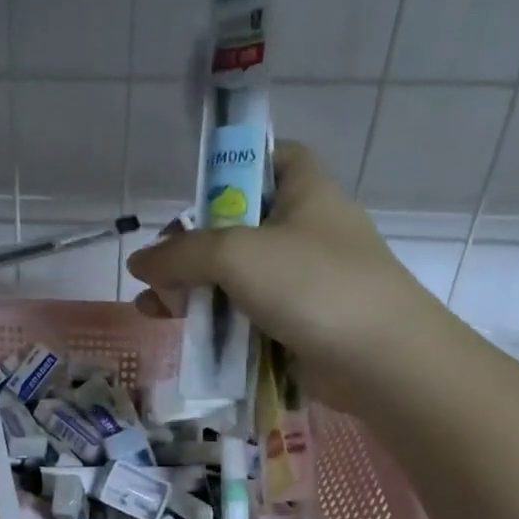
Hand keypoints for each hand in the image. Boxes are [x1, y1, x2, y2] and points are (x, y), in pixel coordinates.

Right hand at [126, 141, 448, 406]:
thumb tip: (138, 262)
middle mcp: (306, 231)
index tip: (196, 192)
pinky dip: (214, 321)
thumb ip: (180, 254)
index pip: (274, 157)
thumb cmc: (313, 285)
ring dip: (193, 289)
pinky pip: (247, 314)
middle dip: (193, 245)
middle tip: (158, 266)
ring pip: (237, 276)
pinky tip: (180, 331)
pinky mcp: (298, 324)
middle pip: (239, 225)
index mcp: (305, 193)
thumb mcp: (236, 255)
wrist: (380, 360)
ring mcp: (304, 281)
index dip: (236, 165)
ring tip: (152, 306)